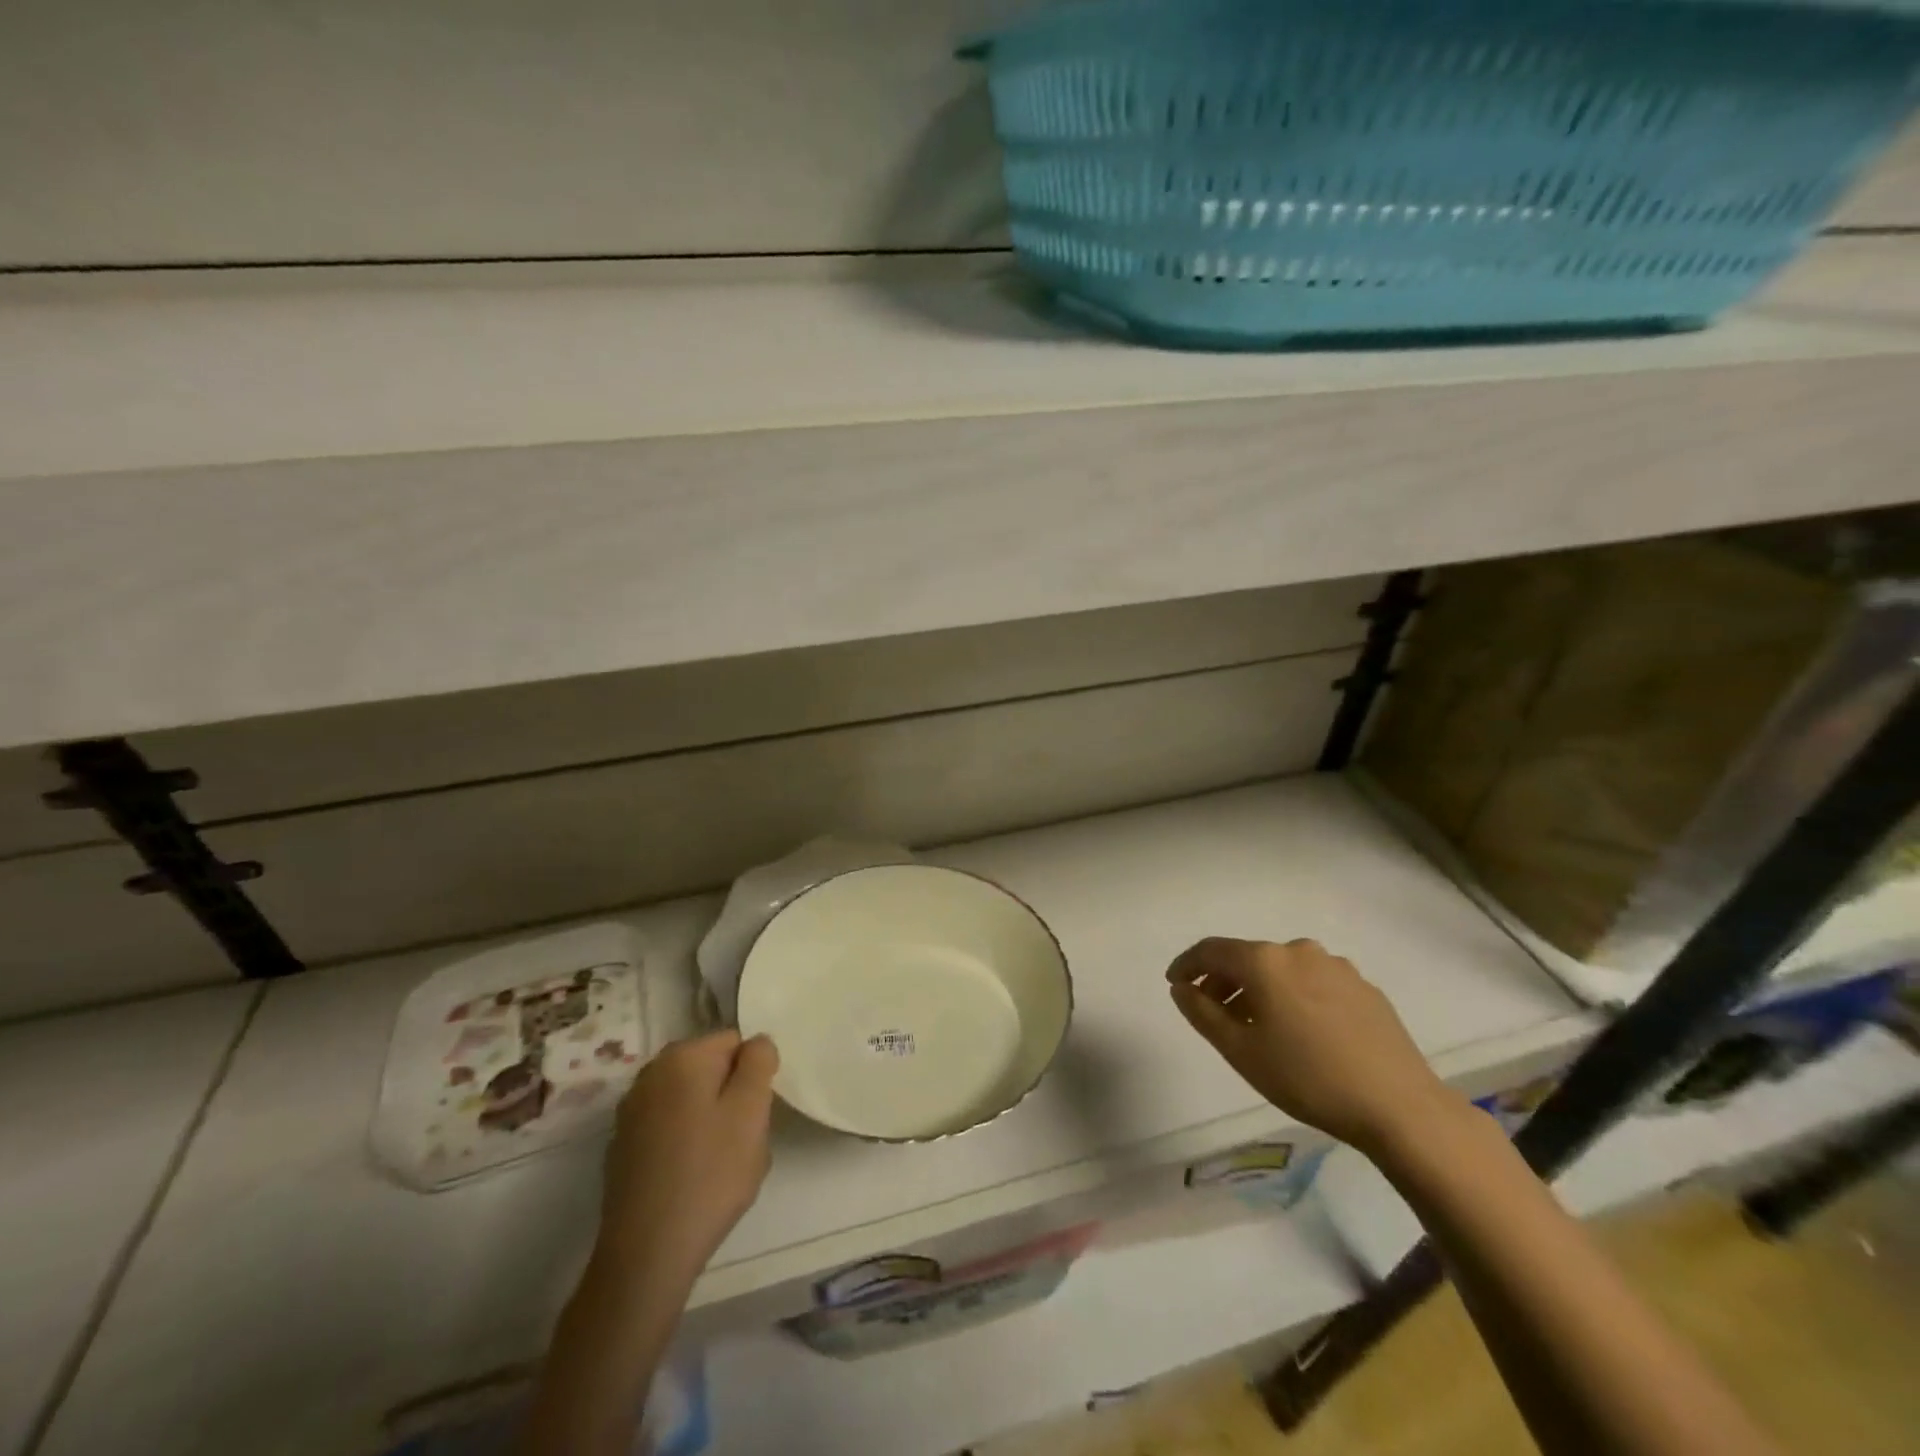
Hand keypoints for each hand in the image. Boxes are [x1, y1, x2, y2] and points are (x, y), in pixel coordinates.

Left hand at [596, 1030, 778, 1286]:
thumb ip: (759, 1062)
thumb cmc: (709, 1174)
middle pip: (711, 1070)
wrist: (646, 1254)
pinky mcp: (623, 1148)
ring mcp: (631, 1112)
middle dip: (732, 1098)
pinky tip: (692, 1180)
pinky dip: (686, 1144)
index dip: (754, 1075)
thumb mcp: (751, 1110)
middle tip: (743, 1141)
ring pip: (692, 1102)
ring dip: (711, 1122)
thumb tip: (756, 1043)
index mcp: (682, 1056)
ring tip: (720, 1166)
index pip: (736, 1042)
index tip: (757, 1114)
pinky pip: (670, 1129)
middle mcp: (650, 1074)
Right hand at [1167, 937, 1456, 1156]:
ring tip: (1256, 1026)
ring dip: (1259, 989)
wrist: (1400, 1107)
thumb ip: (1202, 1013)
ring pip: (1281, 969)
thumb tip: (1181, 987)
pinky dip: (1293, 995)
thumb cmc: (1307, 1078)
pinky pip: (1312, 981)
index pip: (1211, 950)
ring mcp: (1336, 966)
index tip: (1175, 984)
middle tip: (1213, 1013)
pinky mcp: (1363, 987)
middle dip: (1224, 981)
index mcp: (1265, 961)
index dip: (1187, 964)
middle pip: (1247, 957)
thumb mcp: (1240, 1051)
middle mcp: (1298, 951)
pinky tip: (1300, 1031)